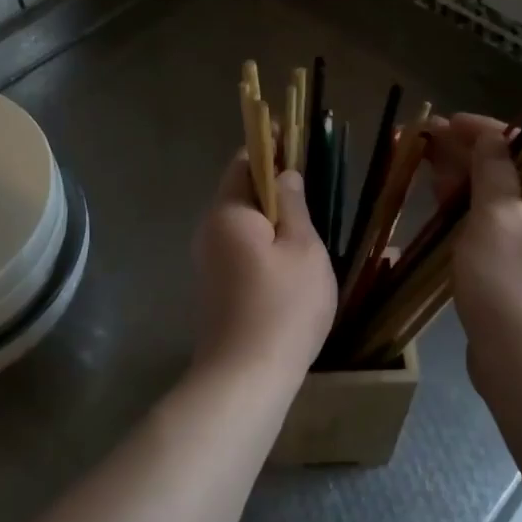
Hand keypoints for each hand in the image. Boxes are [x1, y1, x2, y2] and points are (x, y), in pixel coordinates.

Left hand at [191, 152, 336, 373]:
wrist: (245, 378)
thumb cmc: (283, 306)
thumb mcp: (303, 249)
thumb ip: (294, 205)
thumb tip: (285, 175)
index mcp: (228, 212)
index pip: (244, 162)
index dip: (270, 148)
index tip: (297, 143)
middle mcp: (209, 230)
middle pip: (241, 192)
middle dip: (274, 184)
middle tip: (312, 186)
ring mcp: (208, 261)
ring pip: (243, 224)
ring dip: (272, 217)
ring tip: (309, 221)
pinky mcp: (215, 287)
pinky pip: (241, 249)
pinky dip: (265, 243)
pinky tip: (292, 258)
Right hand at [423, 113, 521, 386]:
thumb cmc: (510, 285)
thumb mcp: (496, 218)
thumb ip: (493, 171)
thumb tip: (492, 137)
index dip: (481, 130)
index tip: (442, 123)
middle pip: (511, 170)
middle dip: (468, 154)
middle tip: (424, 143)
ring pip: (499, 200)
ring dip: (465, 182)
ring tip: (426, 169)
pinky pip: (494, 227)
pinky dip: (468, 213)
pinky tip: (441, 208)